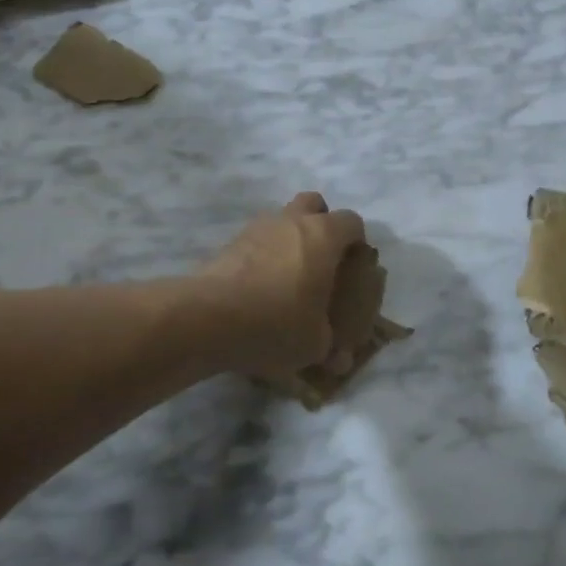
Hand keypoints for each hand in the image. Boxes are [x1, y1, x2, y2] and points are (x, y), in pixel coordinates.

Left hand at [197, 193, 367, 380]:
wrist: (208, 318)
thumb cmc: (277, 323)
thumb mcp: (314, 344)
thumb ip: (331, 345)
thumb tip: (340, 361)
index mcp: (323, 235)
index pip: (352, 222)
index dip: (356, 242)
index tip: (354, 267)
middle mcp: (292, 221)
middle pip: (313, 204)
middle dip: (320, 224)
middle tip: (321, 259)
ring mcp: (257, 228)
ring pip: (281, 220)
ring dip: (288, 240)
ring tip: (287, 278)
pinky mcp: (230, 243)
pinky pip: (256, 241)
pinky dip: (262, 256)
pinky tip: (258, 288)